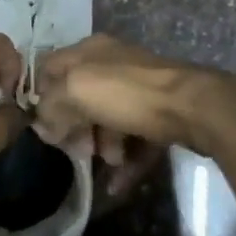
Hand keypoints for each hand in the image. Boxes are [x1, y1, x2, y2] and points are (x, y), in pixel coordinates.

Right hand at [30, 36, 230, 195]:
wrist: (193, 107)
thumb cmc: (128, 93)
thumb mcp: (76, 90)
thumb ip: (51, 106)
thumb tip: (44, 126)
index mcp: (90, 51)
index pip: (50, 68)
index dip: (42, 97)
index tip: (43, 127)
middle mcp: (113, 65)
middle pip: (80, 98)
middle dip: (75, 128)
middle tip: (78, 151)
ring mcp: (139, 90)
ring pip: (108, 120)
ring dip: (102, 146)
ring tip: (109, 162)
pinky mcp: (160, 114)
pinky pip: (135, 139)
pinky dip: (126, 162)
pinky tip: (119, 184)